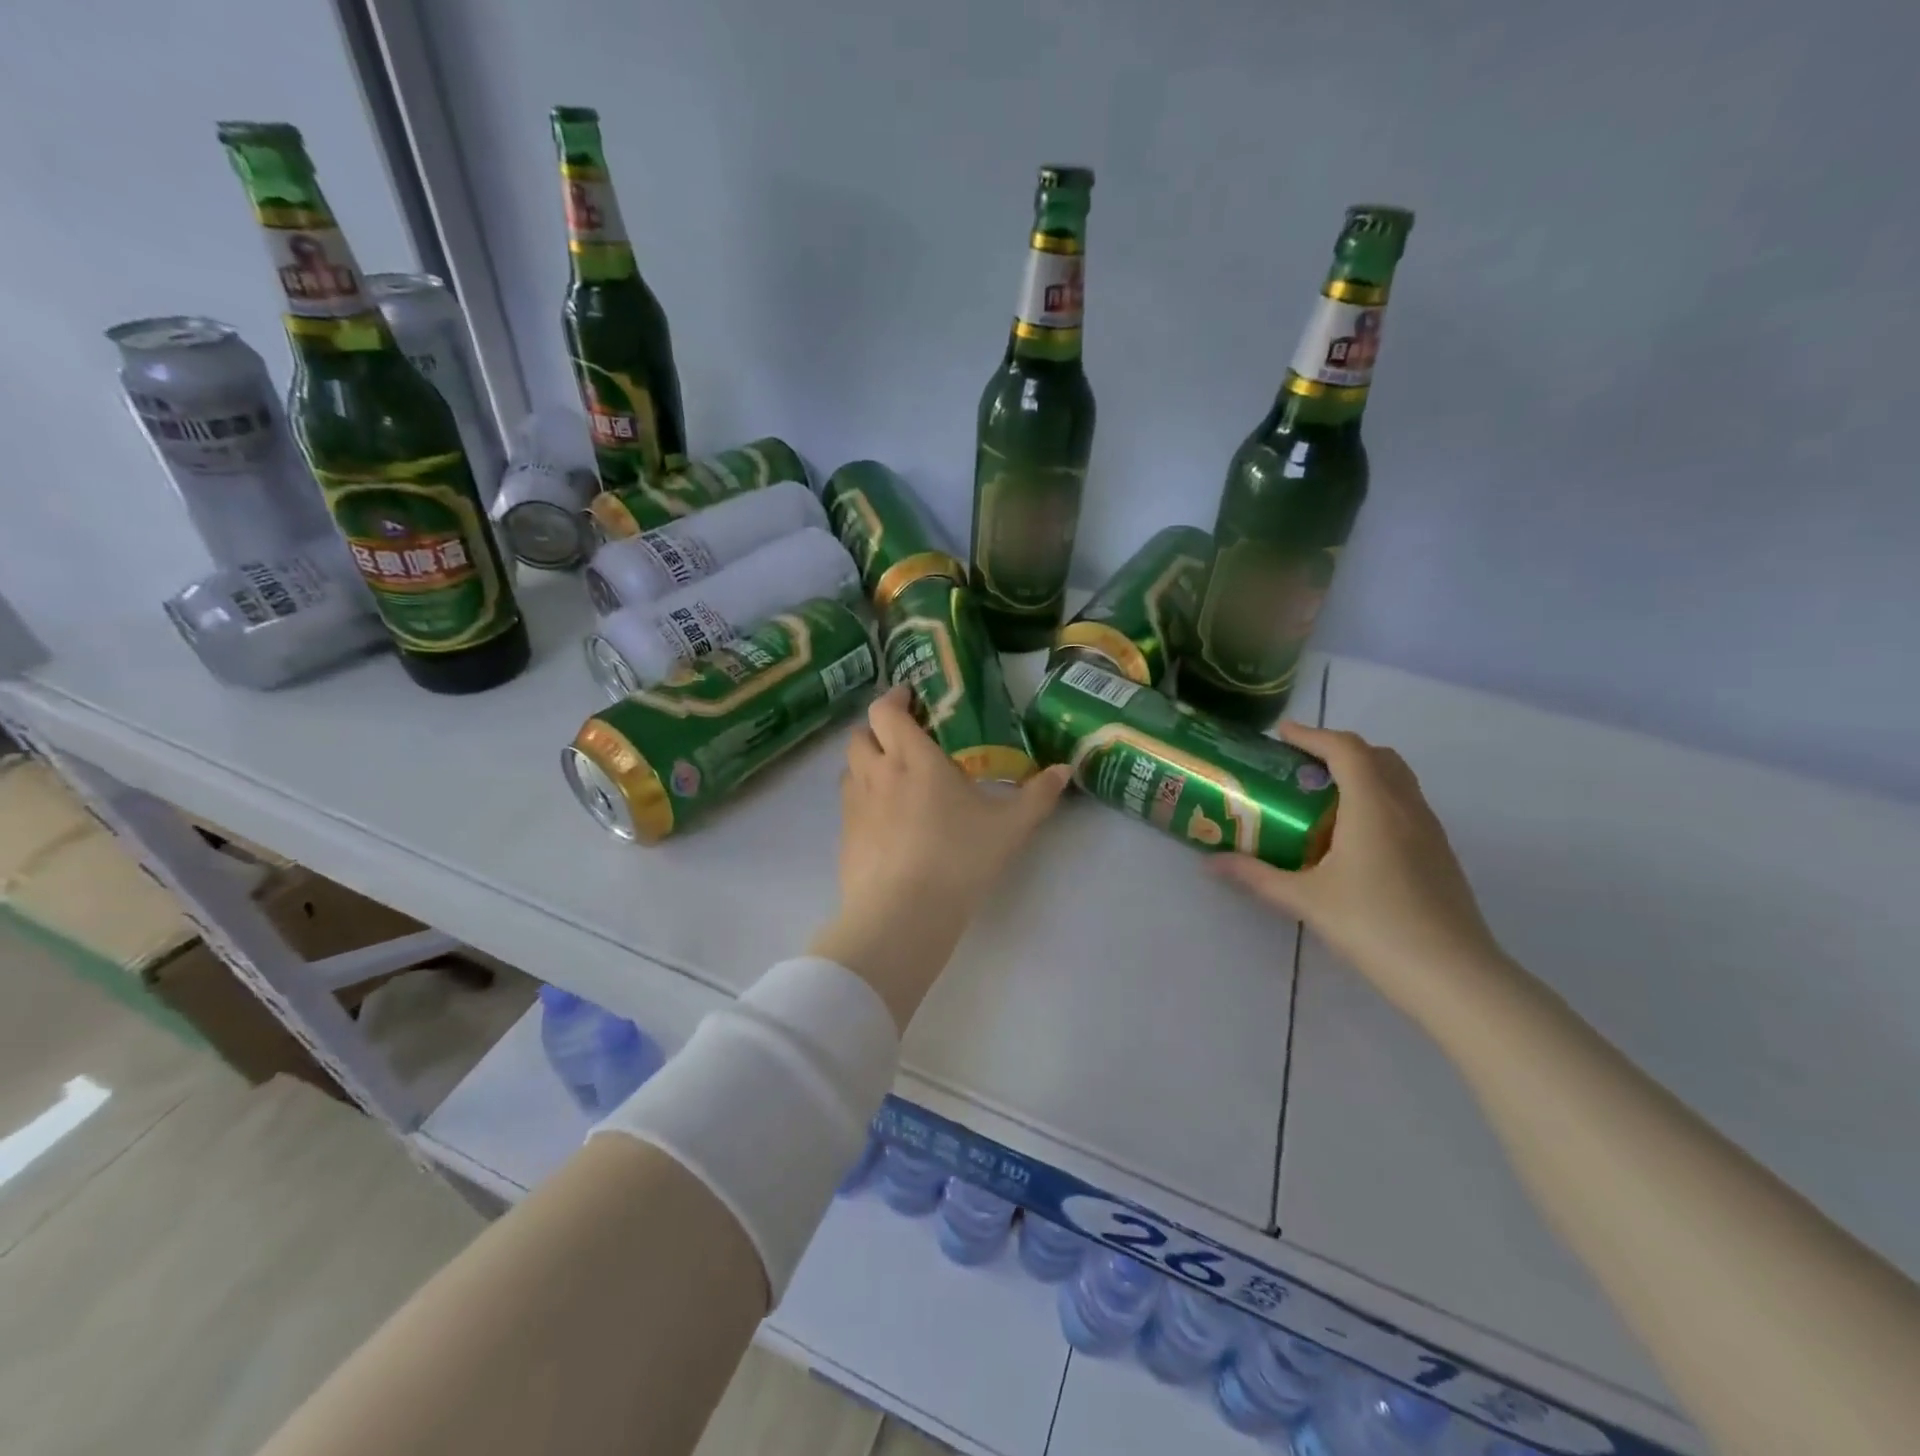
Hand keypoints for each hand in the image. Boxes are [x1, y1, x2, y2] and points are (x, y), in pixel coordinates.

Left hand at [809, 685, 1070, 1028]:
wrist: (903, 913)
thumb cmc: (959, 858)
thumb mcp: (1009, 827)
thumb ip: (1037, 796)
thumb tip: (1064, 770)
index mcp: (912, 758)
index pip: (886, 711)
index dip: (894, 697)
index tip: (909, 696)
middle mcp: (876, 772)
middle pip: (860, 733)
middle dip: (877, 728)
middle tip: (902, 738)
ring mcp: (854, 805)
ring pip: (849, 768)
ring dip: (866, 762)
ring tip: (893, 778)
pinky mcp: (844, 837)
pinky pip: (848, 804)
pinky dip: (863, 799)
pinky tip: (886, 821)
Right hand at [1210, 721, 1506, 1024]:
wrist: (1452, 974)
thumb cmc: (1373, 926)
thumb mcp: (1305, 900)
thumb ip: (1256, 876)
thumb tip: (1211, 863)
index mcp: (1373, 806)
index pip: (1345, 749)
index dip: (1312, 735)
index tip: (1281, 735)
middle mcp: (1406, 807)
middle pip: (1377, 756)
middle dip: (1338, 750)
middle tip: (1301, 766)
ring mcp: (1430, 830)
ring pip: (1397, 780)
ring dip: (1362, 773)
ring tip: (1323, 798)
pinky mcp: (1440, 854)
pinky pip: (1407, 806)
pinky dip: (1378, 800)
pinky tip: (1354, 838)